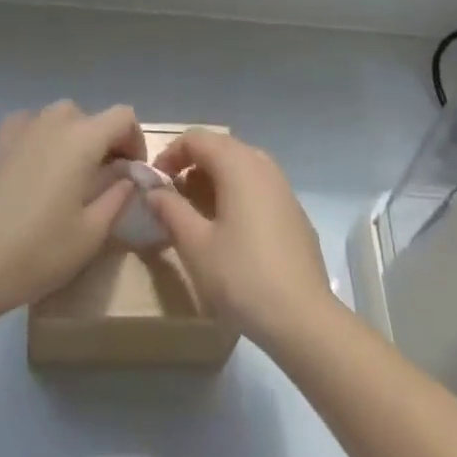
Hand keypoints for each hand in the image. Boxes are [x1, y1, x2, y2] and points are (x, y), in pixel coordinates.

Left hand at [0, 101, 144, 316]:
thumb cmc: (40, 250)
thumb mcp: (93, 231)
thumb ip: (118, 195)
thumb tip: (127, 176)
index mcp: (82, 138)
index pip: (124, 116)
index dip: (135, 140)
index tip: (132, 172)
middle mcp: (53, 121)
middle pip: (91, 117)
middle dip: (104, 142)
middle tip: (103, 179)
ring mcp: (21, 127)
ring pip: (60, 119)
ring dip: (73, 139)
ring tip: (69, 176)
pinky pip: (31, 126)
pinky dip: (43, 139)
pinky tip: (36, 171)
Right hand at [146, 130, 333, 350]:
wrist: (303, 317)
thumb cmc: (242, 276)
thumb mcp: (195, 245)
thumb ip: (170, 210)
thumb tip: (153, 190)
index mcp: (238, 165)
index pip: (197, 138)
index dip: (170, 153)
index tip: (154, 182)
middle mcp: (262, 165)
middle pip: (220, 147)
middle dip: (192, 164)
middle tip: (172, 195)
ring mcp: (283, 186)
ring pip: (241, 165)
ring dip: (214, 177)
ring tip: (197, 210)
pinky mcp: (293, 209)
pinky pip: (258, 184)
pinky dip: (236, 191)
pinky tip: (229, 227)